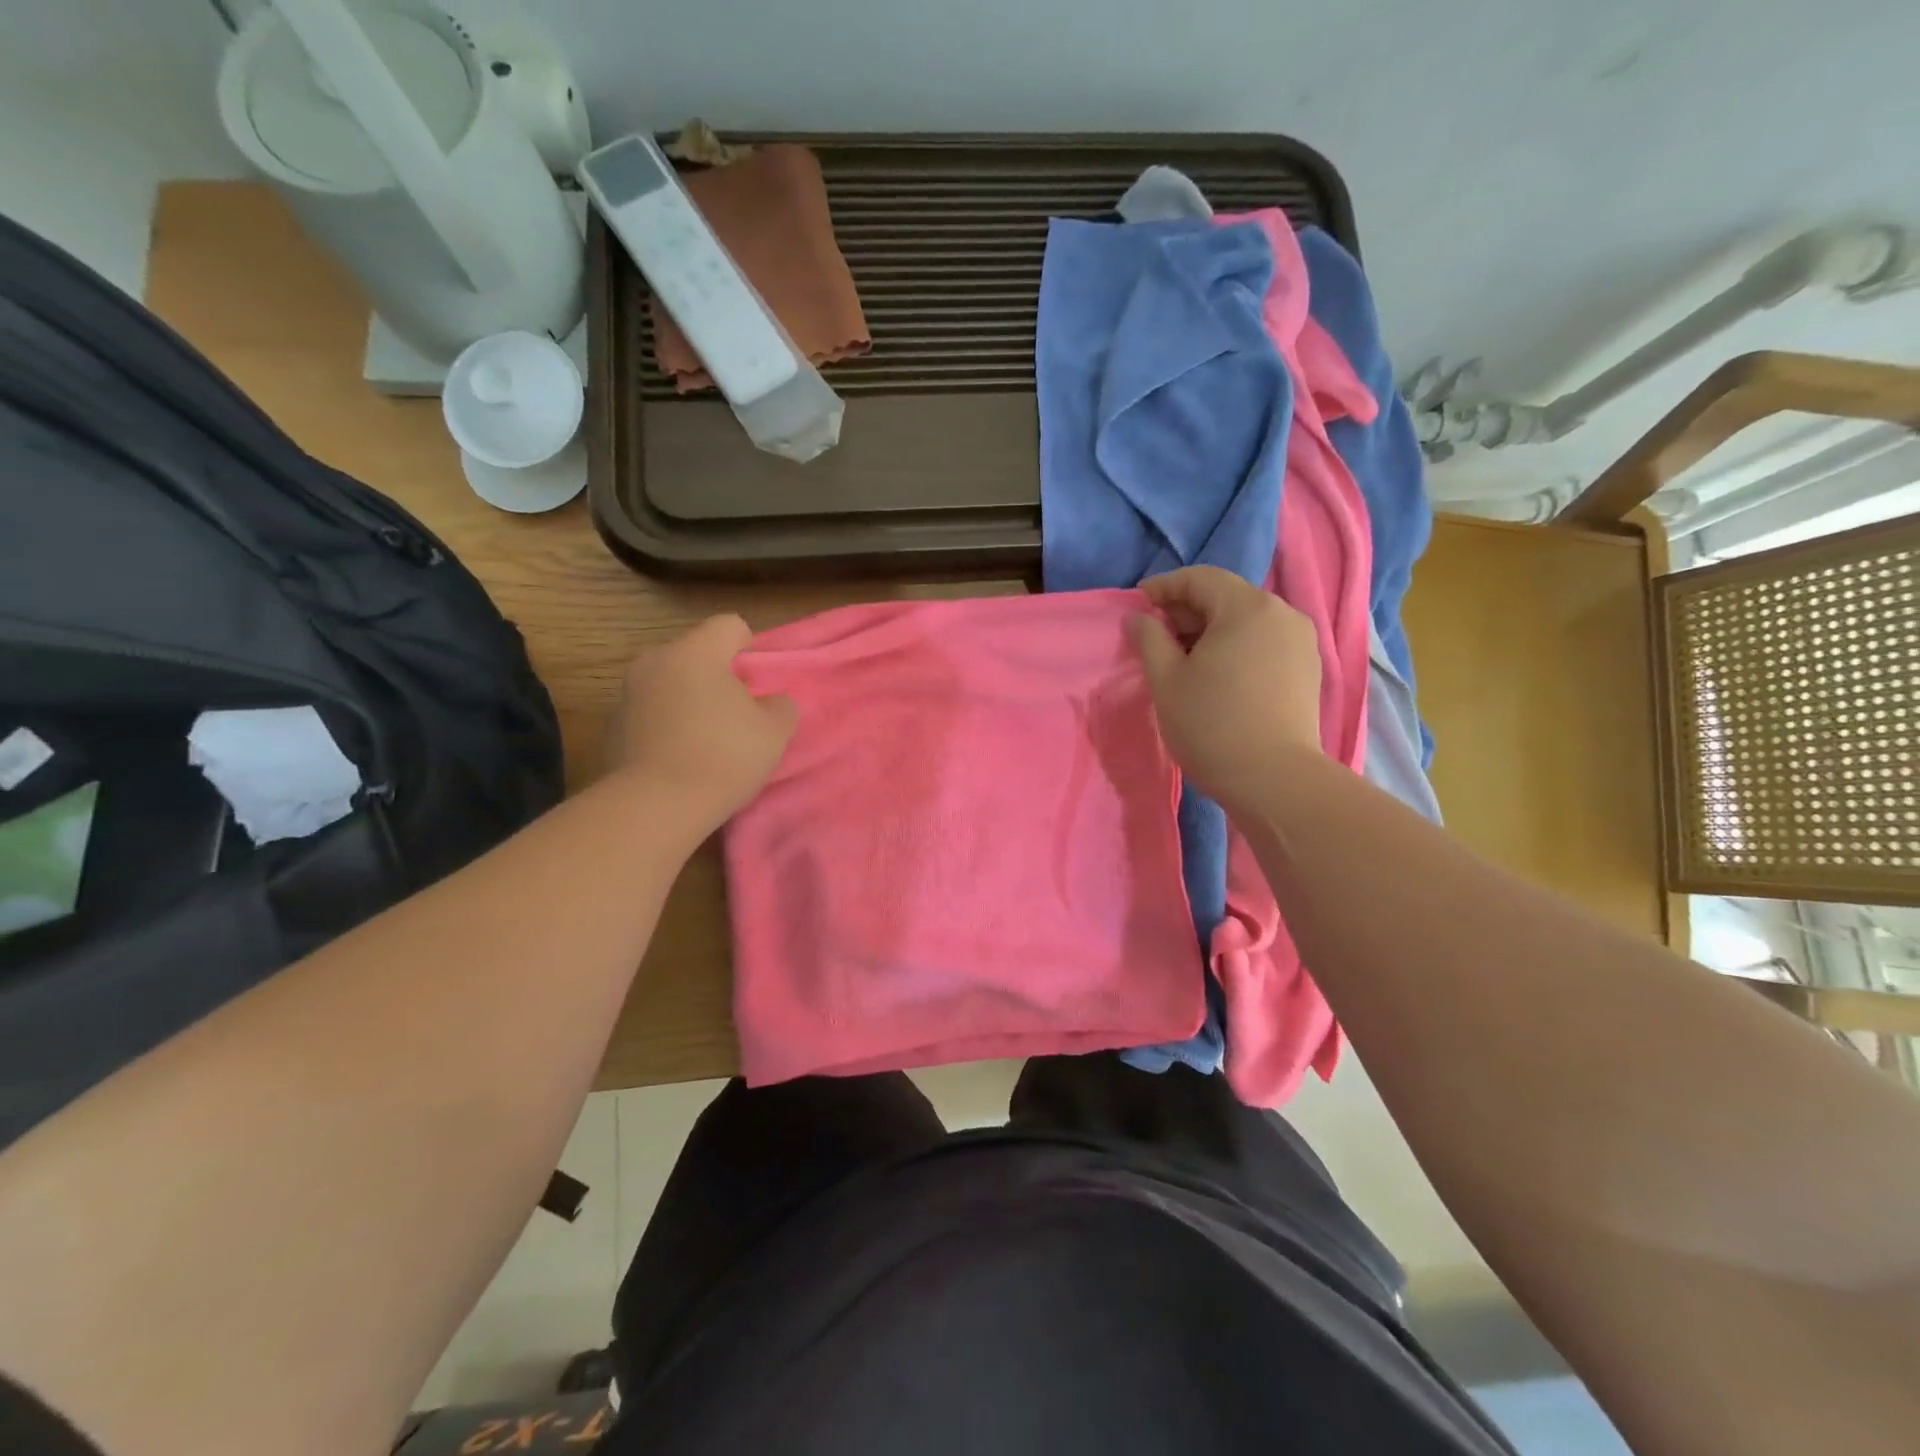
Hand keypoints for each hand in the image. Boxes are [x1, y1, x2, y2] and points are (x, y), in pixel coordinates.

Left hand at [611, 615, 795, 830]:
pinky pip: (650, 714)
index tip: (757, 682)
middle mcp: (655, 661)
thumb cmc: (724, 755)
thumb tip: (771, 702)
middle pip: (695, 654)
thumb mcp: (775, 731)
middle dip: (717, 676)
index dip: (750, 647)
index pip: (729, 625)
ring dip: (688, 700)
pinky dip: (666, 726)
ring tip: (707, 739)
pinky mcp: (612, 727)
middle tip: (737, 712)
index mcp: (696, 651)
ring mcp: (627, 693)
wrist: (656, 806)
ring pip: (669, 684)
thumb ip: (781, 706)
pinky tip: (680, 759)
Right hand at [1128, 566, 1321, 806]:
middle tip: (1155, 637)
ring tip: (1183, 660)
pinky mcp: (1307, 668)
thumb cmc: (1211, 724)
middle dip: (1187, 611)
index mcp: (1247, 607)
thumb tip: (1139, 617)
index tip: (1137, 605)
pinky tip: (1216, 675)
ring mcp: (1301, 641)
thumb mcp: (1166, 680)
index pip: (1199, 578)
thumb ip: (1149, 638)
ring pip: (1246, 620)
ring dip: (1210, 631)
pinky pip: (1264, 642)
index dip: (1163, 587)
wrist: (1274, 779)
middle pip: (1226, 596)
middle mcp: (1282, 612)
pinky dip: (1235, 647)